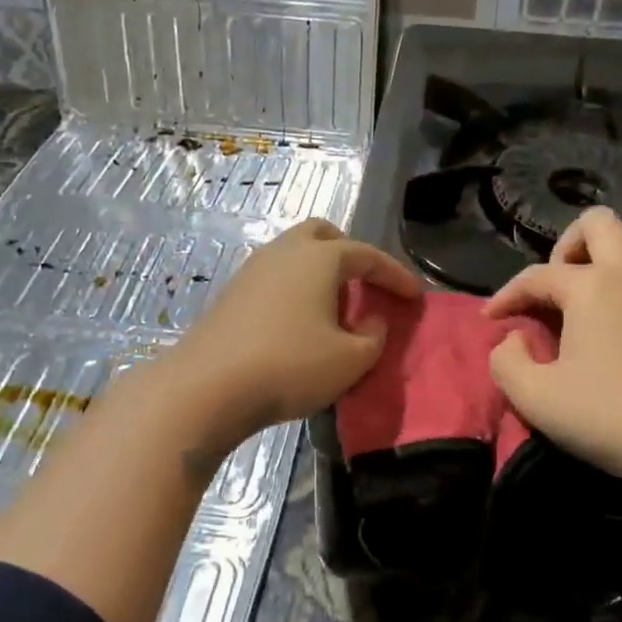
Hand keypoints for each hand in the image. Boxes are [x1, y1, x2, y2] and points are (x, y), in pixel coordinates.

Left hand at [162, 218, 420, 450]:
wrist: (206, 386)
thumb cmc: (289, 366)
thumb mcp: (350, 360)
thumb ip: (374, 336)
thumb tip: (371, 320)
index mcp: (319, 257)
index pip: (368, 255)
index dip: (396, 275)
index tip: (415, 296)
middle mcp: (284, 252)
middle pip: (323, 235)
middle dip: (350, 255)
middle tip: (366, 285)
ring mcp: (252, 270)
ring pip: (295, 255)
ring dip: (320, 273)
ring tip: (335, 310)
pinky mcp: (231, 294)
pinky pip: (275, 278)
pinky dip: (296, 289)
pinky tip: (300, 324)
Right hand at [485, 207, 621, 495]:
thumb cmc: (613, 418)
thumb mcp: (536, 399)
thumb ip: (506, 361)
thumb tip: (512, 337)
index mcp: (590, 285)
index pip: (537, 276)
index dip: (508, 295)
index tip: (492, 319)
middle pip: (598, 223)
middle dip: (569, 245)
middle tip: (560, 285)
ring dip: (621, 249)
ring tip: (607, 284)